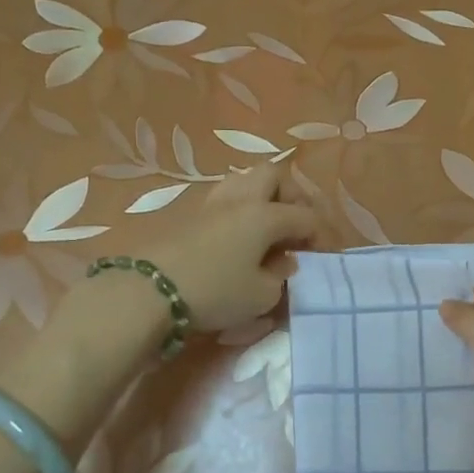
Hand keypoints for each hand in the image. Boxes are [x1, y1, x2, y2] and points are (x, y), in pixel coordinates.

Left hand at [136, 164, 319, 332]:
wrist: (149, 291)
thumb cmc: (215, 292)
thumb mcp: (261, 296)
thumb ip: (280, 278)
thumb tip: (283, 264)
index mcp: (265, 216)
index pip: (305, 216)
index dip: (321, 234)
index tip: (324, 256)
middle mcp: (241, 201)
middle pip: (273, 176)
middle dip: (292, 196)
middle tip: (296, 226)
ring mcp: (211, 205)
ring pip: (244, 181)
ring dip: (262, 198)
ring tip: (267, 228)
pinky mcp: (188, 218)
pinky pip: (224, 201)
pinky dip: (239, 212)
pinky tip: (239, 237)